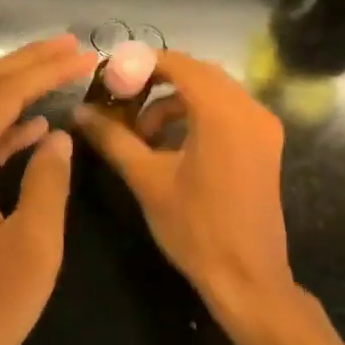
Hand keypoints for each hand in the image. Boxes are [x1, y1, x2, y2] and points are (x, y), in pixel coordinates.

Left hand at [0, 34, 98, 344]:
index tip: (83, 53)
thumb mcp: (32, 250)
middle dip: (25, 65)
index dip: (44, 69)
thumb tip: (58, 137)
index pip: (0, 93)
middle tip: (70, 47)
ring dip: (10, 92)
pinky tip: (30, 128)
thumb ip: (48, 182)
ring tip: (56, 73)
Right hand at [73, 49, 292, 315]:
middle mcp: (249, 109)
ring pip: (212, 91)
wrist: (248, 280)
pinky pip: (226, 110)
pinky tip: (169, 143)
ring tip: (141, 131)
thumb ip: (112, 138)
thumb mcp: (146, 179)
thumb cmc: (195, 228)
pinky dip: (195, 115)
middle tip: (120, 98)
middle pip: (197, 73)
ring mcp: (262, 127)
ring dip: (174, 100)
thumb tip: (79, 112)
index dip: (141, 64)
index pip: (179, 64)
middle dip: (156, 80)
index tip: (110, 78)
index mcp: (222, 113)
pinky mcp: (265, 144)